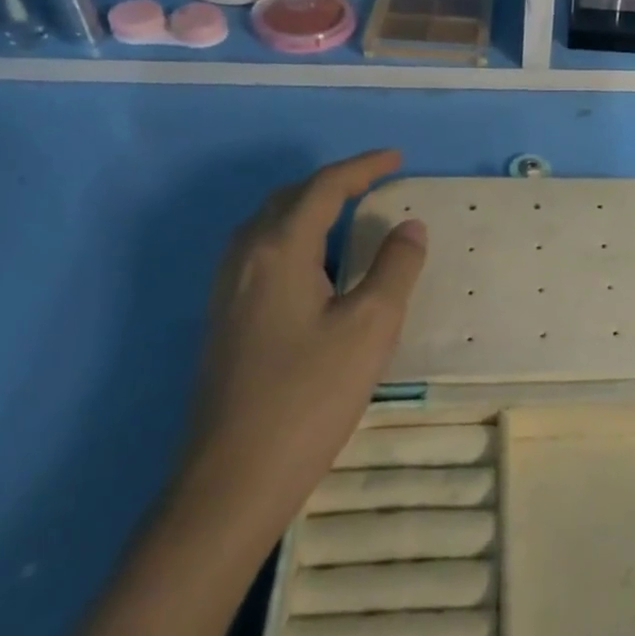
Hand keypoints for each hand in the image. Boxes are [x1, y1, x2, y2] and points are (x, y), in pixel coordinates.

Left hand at [177, 149, 428, 542]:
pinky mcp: (225, 319)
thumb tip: (409, 226)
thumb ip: (395, 268)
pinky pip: (262, 254)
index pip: (324, 189)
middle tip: (376, 183)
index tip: (397, 159)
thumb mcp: (370, 327)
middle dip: (334, 183)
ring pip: (269, 226)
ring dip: (310, 209)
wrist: (234, 476)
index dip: (363, 168)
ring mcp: (227, 290)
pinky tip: (316, 267)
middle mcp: (245, 258)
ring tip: (350, 215)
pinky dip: (295, 239)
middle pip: (289, 199)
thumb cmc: (310, 395)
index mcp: (278, 250)